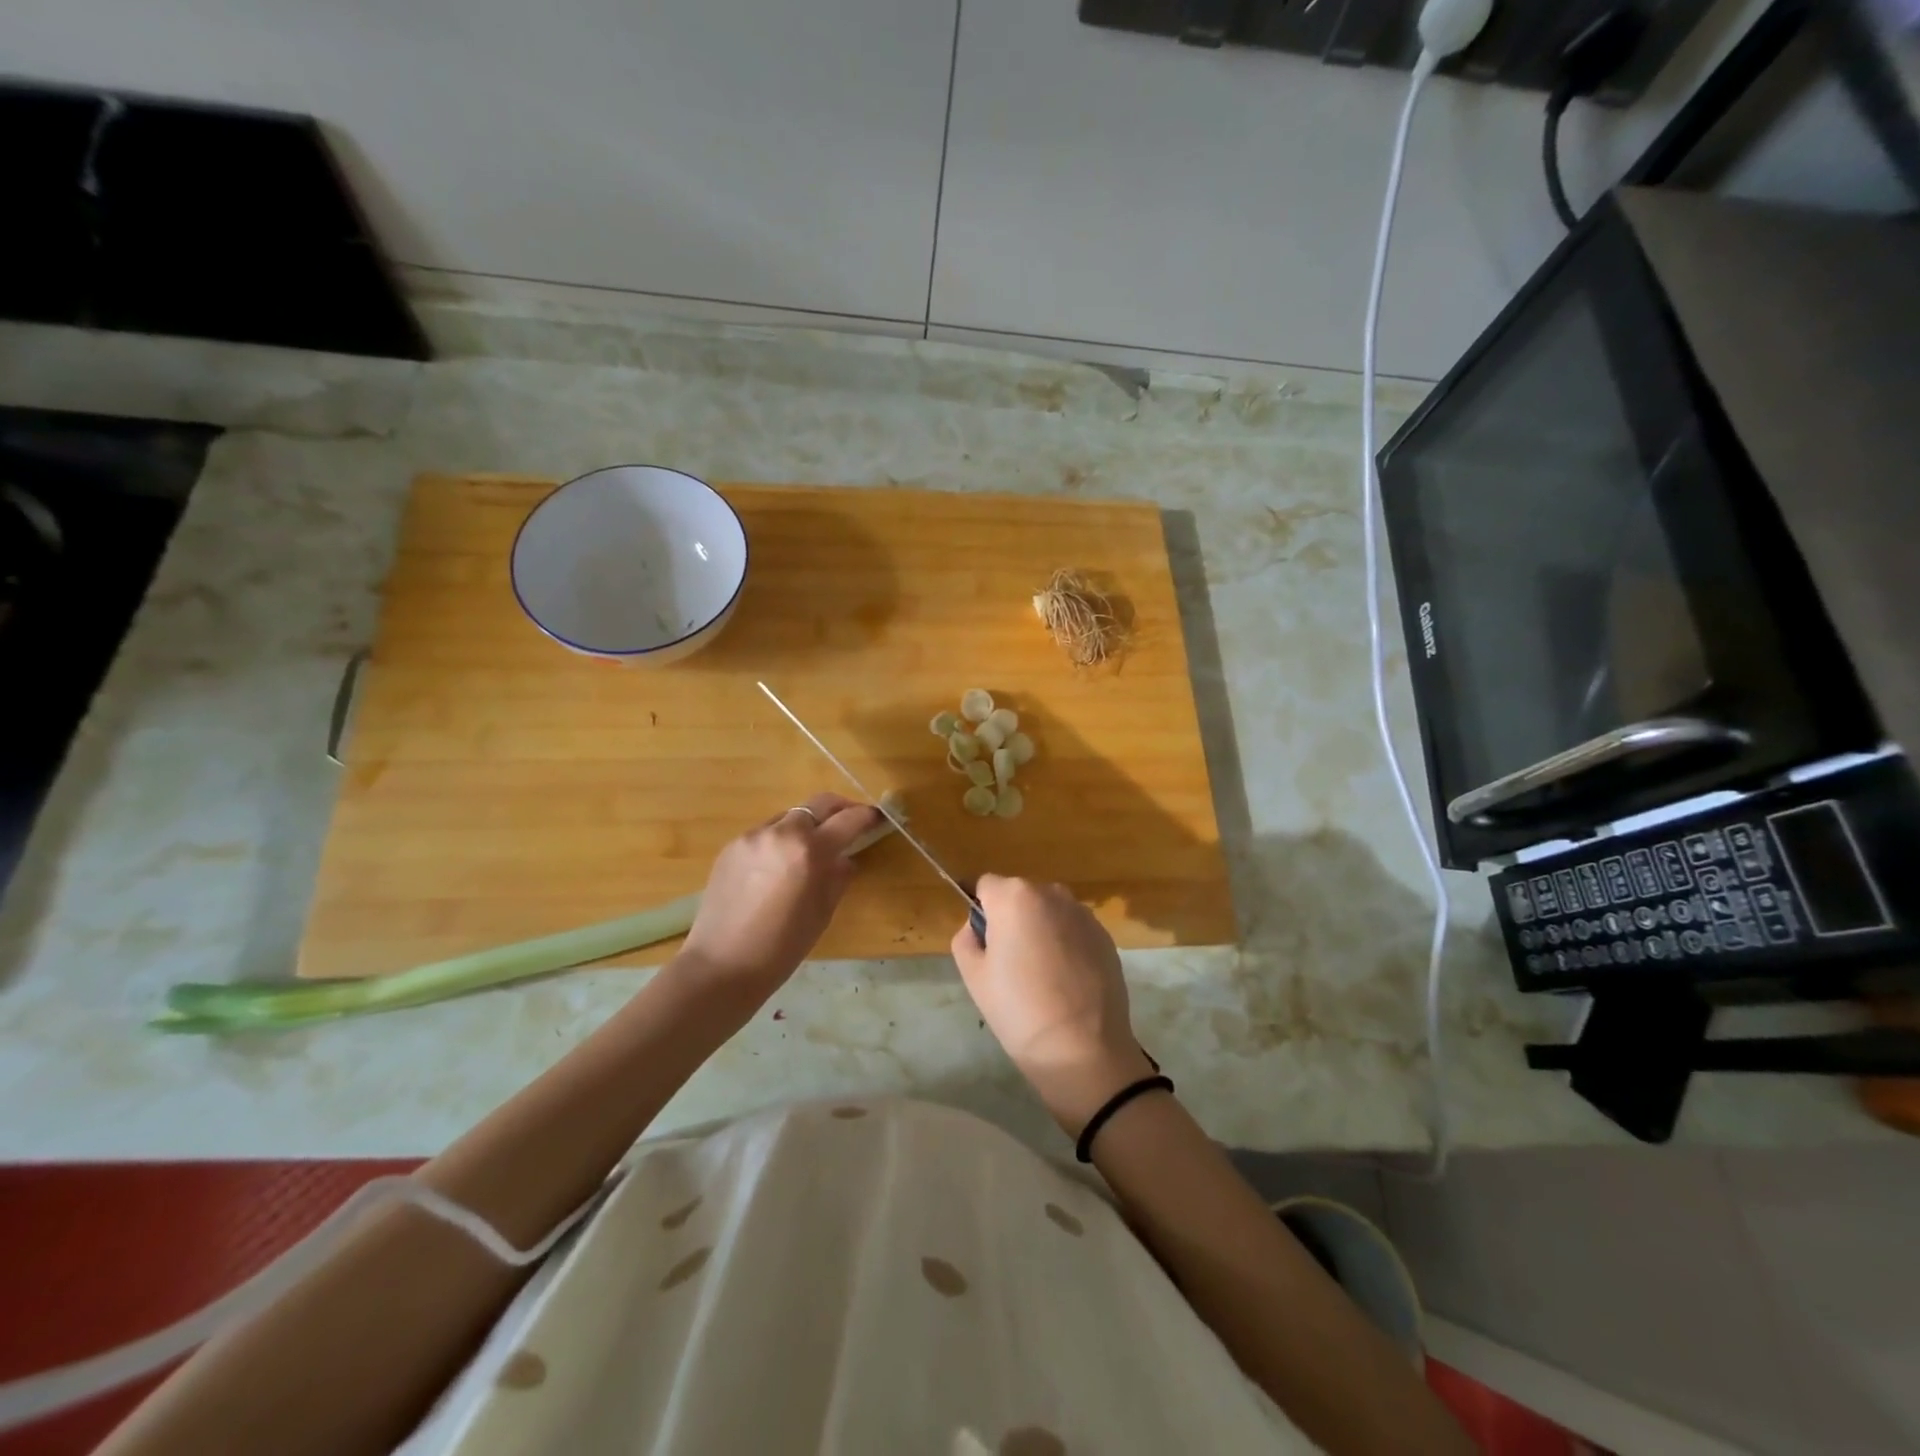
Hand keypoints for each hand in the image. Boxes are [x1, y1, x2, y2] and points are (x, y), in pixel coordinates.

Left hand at [678, 793, 881, 1000]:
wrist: (721, 965)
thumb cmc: (781, 948)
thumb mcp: (822, 914)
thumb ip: (838, 878)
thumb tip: (844, 859)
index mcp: (809, 851)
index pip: (847, 820)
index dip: (867, 816)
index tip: (877, 818)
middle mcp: (781, 833)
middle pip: (818, 803)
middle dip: (840, 808)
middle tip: (851, 822)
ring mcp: (752, 836)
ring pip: (790, 817)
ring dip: (807, 825)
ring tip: (812, 849)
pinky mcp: (731, 846)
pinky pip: (766, 833)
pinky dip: (781, 840)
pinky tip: (779, 867)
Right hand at [950, 875, 1155, 1133]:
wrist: (1083, 1048)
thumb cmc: (1018, 1009)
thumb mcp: (973, 976)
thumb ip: (966, 938)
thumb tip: (979, 928)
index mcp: (1014, 896)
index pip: (985, 886)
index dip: (979, 909)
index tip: (980, 939)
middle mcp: (1051, 893)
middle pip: (1019, 896)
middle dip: (1011, 918)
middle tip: (1008, 962)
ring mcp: (1083, 913)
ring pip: (1049, 912)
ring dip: (1040, 929)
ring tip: (1040, 974)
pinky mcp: (1105, 936)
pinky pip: (1073, 930)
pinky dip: (1066, 944)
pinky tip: (1065, 981)